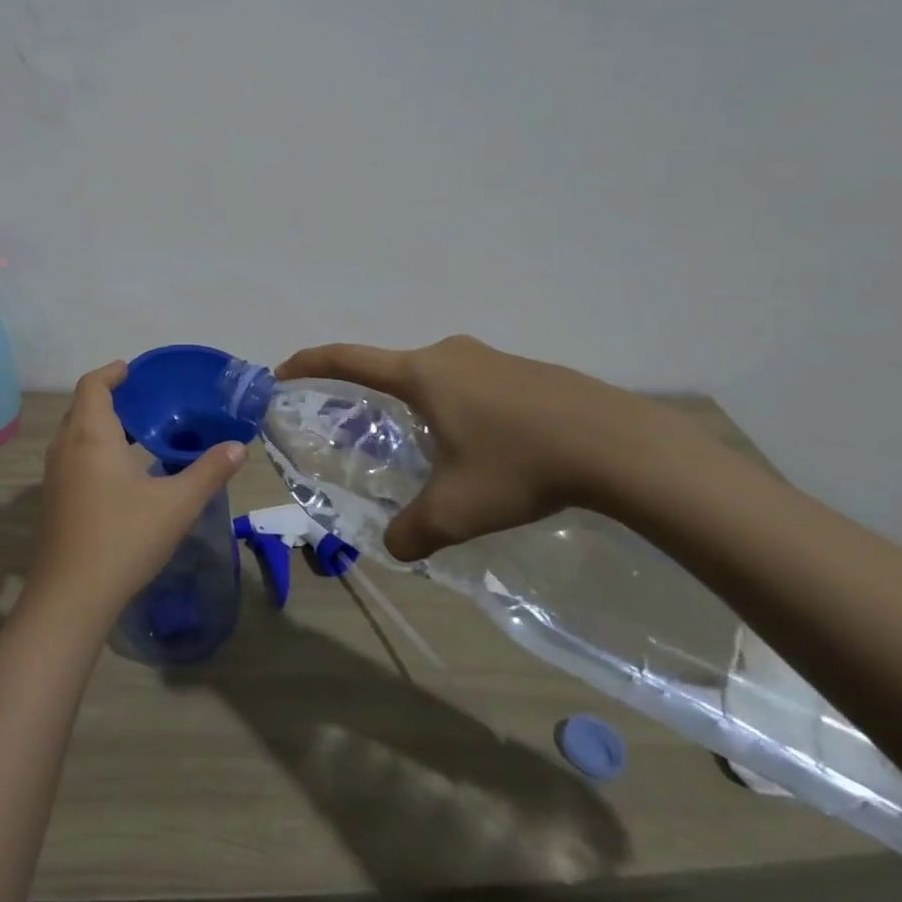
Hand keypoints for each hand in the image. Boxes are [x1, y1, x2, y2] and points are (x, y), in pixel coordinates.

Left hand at [29, 361, 246, 624]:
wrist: (72, 597)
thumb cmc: (124, 538)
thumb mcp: (176, 504)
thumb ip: (208, 471)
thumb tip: (238, 447)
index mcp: (91, 435)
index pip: (92, 385)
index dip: (112, 372)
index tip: (134, 370)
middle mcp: (66, 447)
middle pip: (82, 406)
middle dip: (109, 397)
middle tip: (146, 401)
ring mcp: (54, 475)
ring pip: (74, 433)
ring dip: (100, 424)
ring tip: (138, 433)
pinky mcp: (53, 500)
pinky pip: (72, 456)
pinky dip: (93, 448)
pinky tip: (121, 473)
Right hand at [276, 336, 701, 562]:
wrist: (618, 444)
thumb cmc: (519, 465)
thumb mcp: (457, 508)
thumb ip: (414, 529)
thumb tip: (393, 547)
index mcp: (421, 374)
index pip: (348, 359)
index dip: (310, 363)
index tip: (283, 371)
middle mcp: (449, 355)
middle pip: (393, 368)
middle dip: (372, 394)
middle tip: (365, 428)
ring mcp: (490, 358)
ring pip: (437, 378)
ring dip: (421, 404)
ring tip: (431, 446)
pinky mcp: (525, 370)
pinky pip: (473, 384)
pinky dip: (460, 407)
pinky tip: (487, 446)